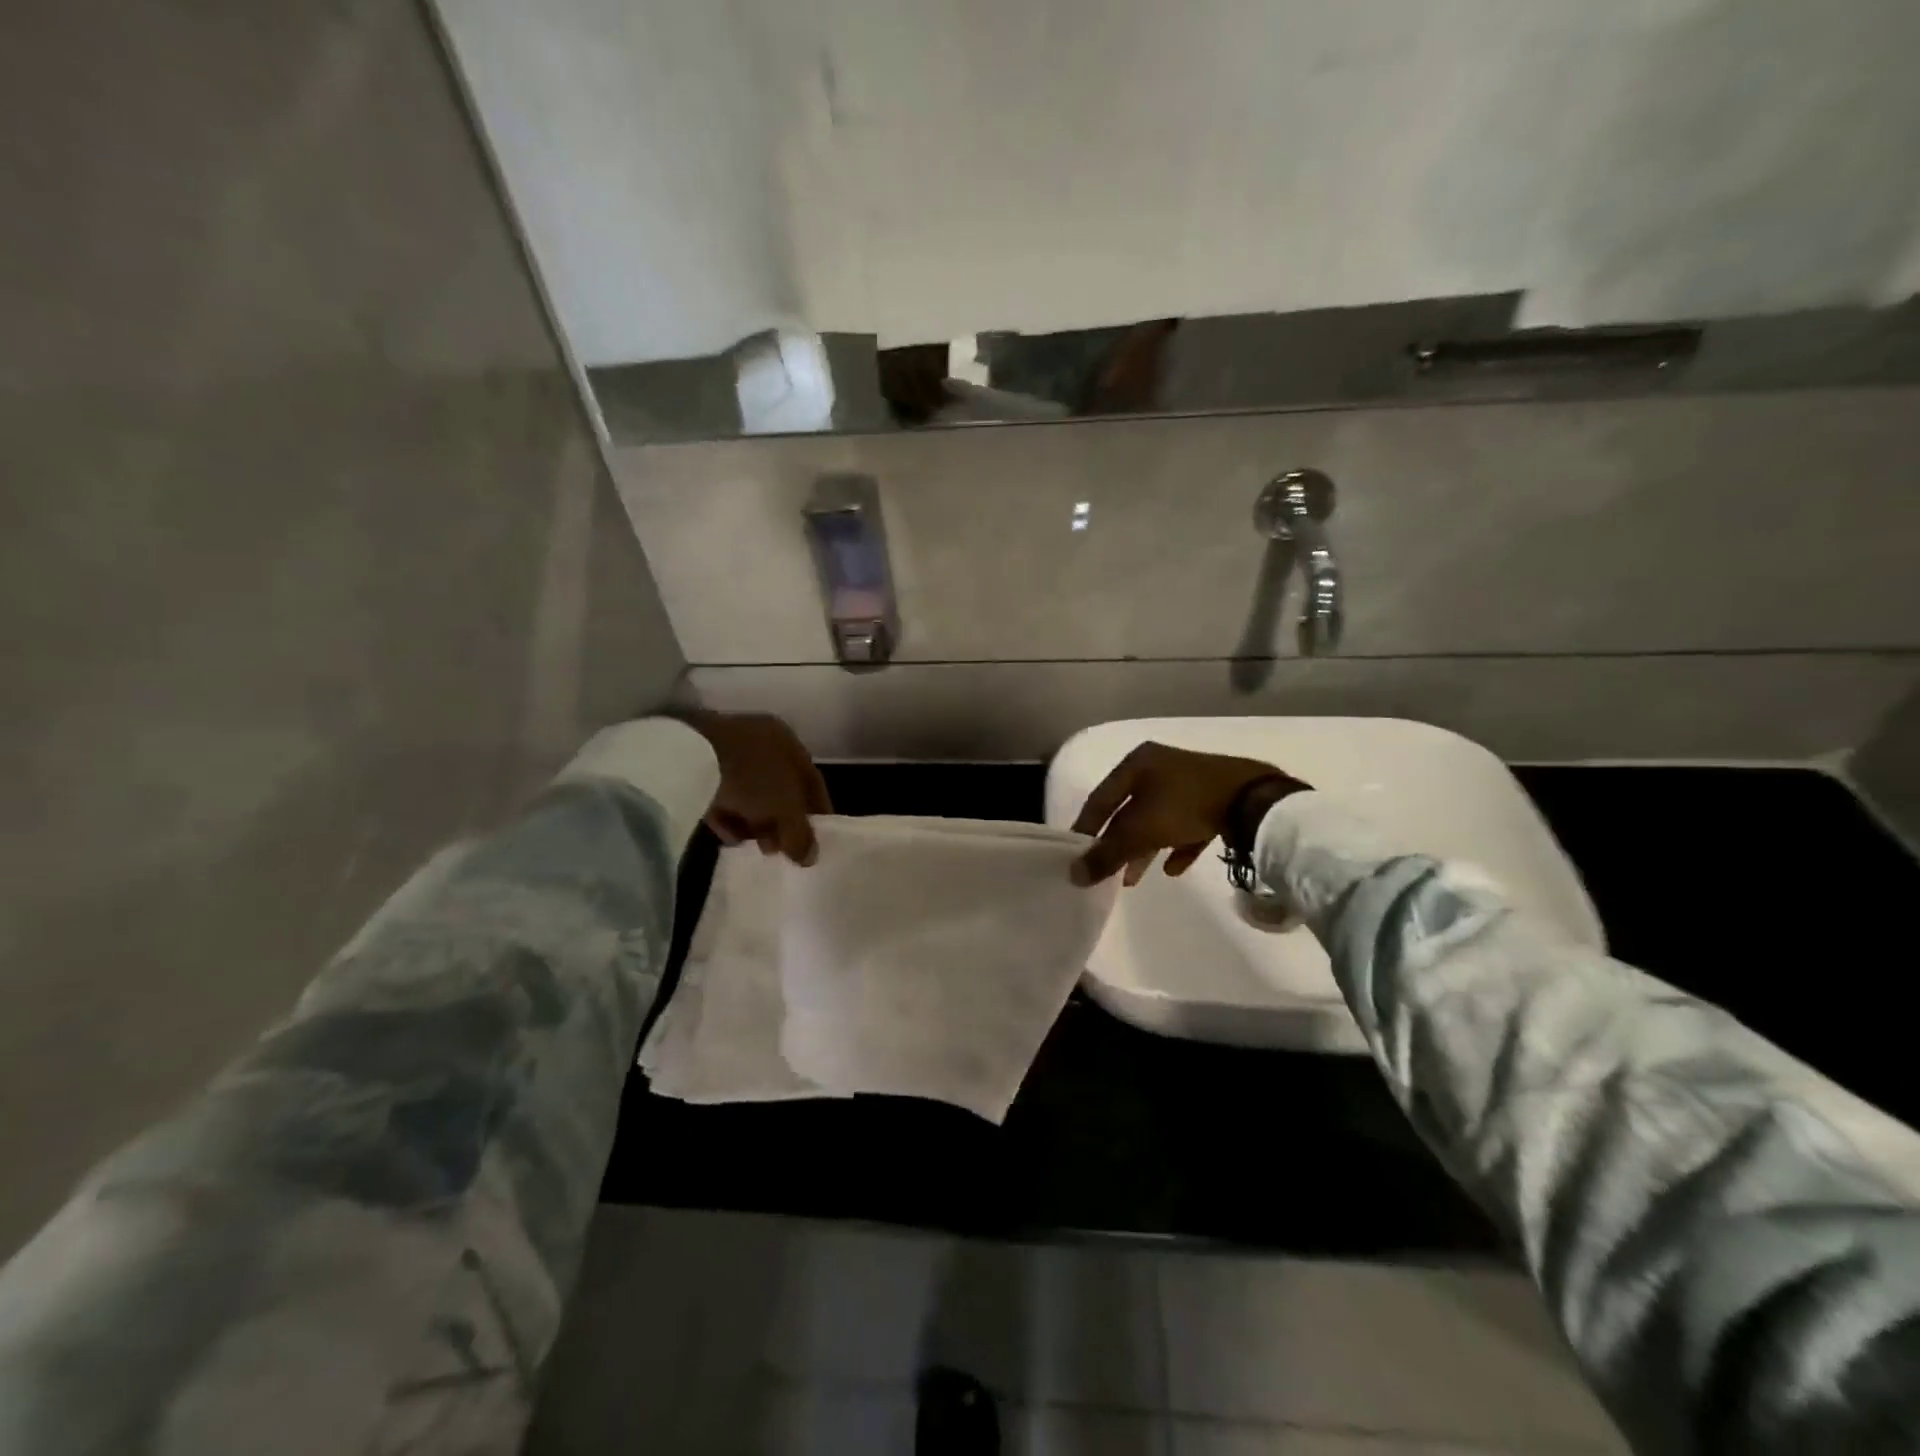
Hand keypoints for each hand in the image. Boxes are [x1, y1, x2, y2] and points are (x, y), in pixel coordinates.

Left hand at [678, 709, 831, 864]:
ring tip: (753, 847)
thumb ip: (801, 835)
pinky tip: (728, 837)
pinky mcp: (697, 763)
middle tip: (778, 849)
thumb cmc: (752, 777)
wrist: (688, 757)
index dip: (817, 813)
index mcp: (787, 740)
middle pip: (779, 787)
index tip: (815, 842)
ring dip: (754, 821)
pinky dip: (727, 815)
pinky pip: (720, 793)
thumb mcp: (785, 809)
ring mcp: (726, 749)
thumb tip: (810, 858)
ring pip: (750, 792)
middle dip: (781, 821)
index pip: (811, 780)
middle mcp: (760, 739)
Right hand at [1069, 741, 1308, 886]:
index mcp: (1137, 763)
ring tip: (1135, 879)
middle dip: (1118, 844)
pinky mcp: (1214, 797)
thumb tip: (1073, 875)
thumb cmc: (1184, 806)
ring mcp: (1189, 781)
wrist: (1252, 801)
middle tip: (1108, 872)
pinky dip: (1177, 844)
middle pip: (1128, 810)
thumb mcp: (1138, 832)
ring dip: (1144, 848)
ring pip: (1157, 818)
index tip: (1075, 855)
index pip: (1100, 798)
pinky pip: (1187, 824)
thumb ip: (1106, 854)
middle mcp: (1160, 766)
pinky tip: (1175, 868)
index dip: (1086, 828)